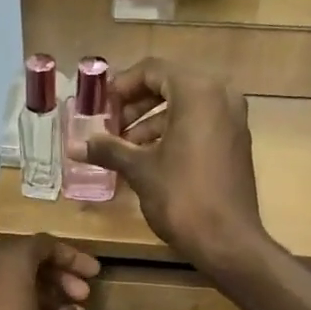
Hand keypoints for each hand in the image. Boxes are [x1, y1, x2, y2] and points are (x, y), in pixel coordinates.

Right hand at [71, 59, 265, 267]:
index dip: (122, 86)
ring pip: (185, 107)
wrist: (226, 240)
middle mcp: (221, 96)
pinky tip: (149, 159)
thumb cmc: (181, 198)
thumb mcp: (140, 170)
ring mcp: (232, 120)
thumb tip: (75, 145)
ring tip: (123, 148)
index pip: (153, 70)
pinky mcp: (235, 143)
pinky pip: (200, 125)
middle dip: (136, 105)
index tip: (101, 107)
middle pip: (170, 85)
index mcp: (198, 91)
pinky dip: (173, 133)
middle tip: (110, 127)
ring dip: (152, 122)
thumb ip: (109, 149)